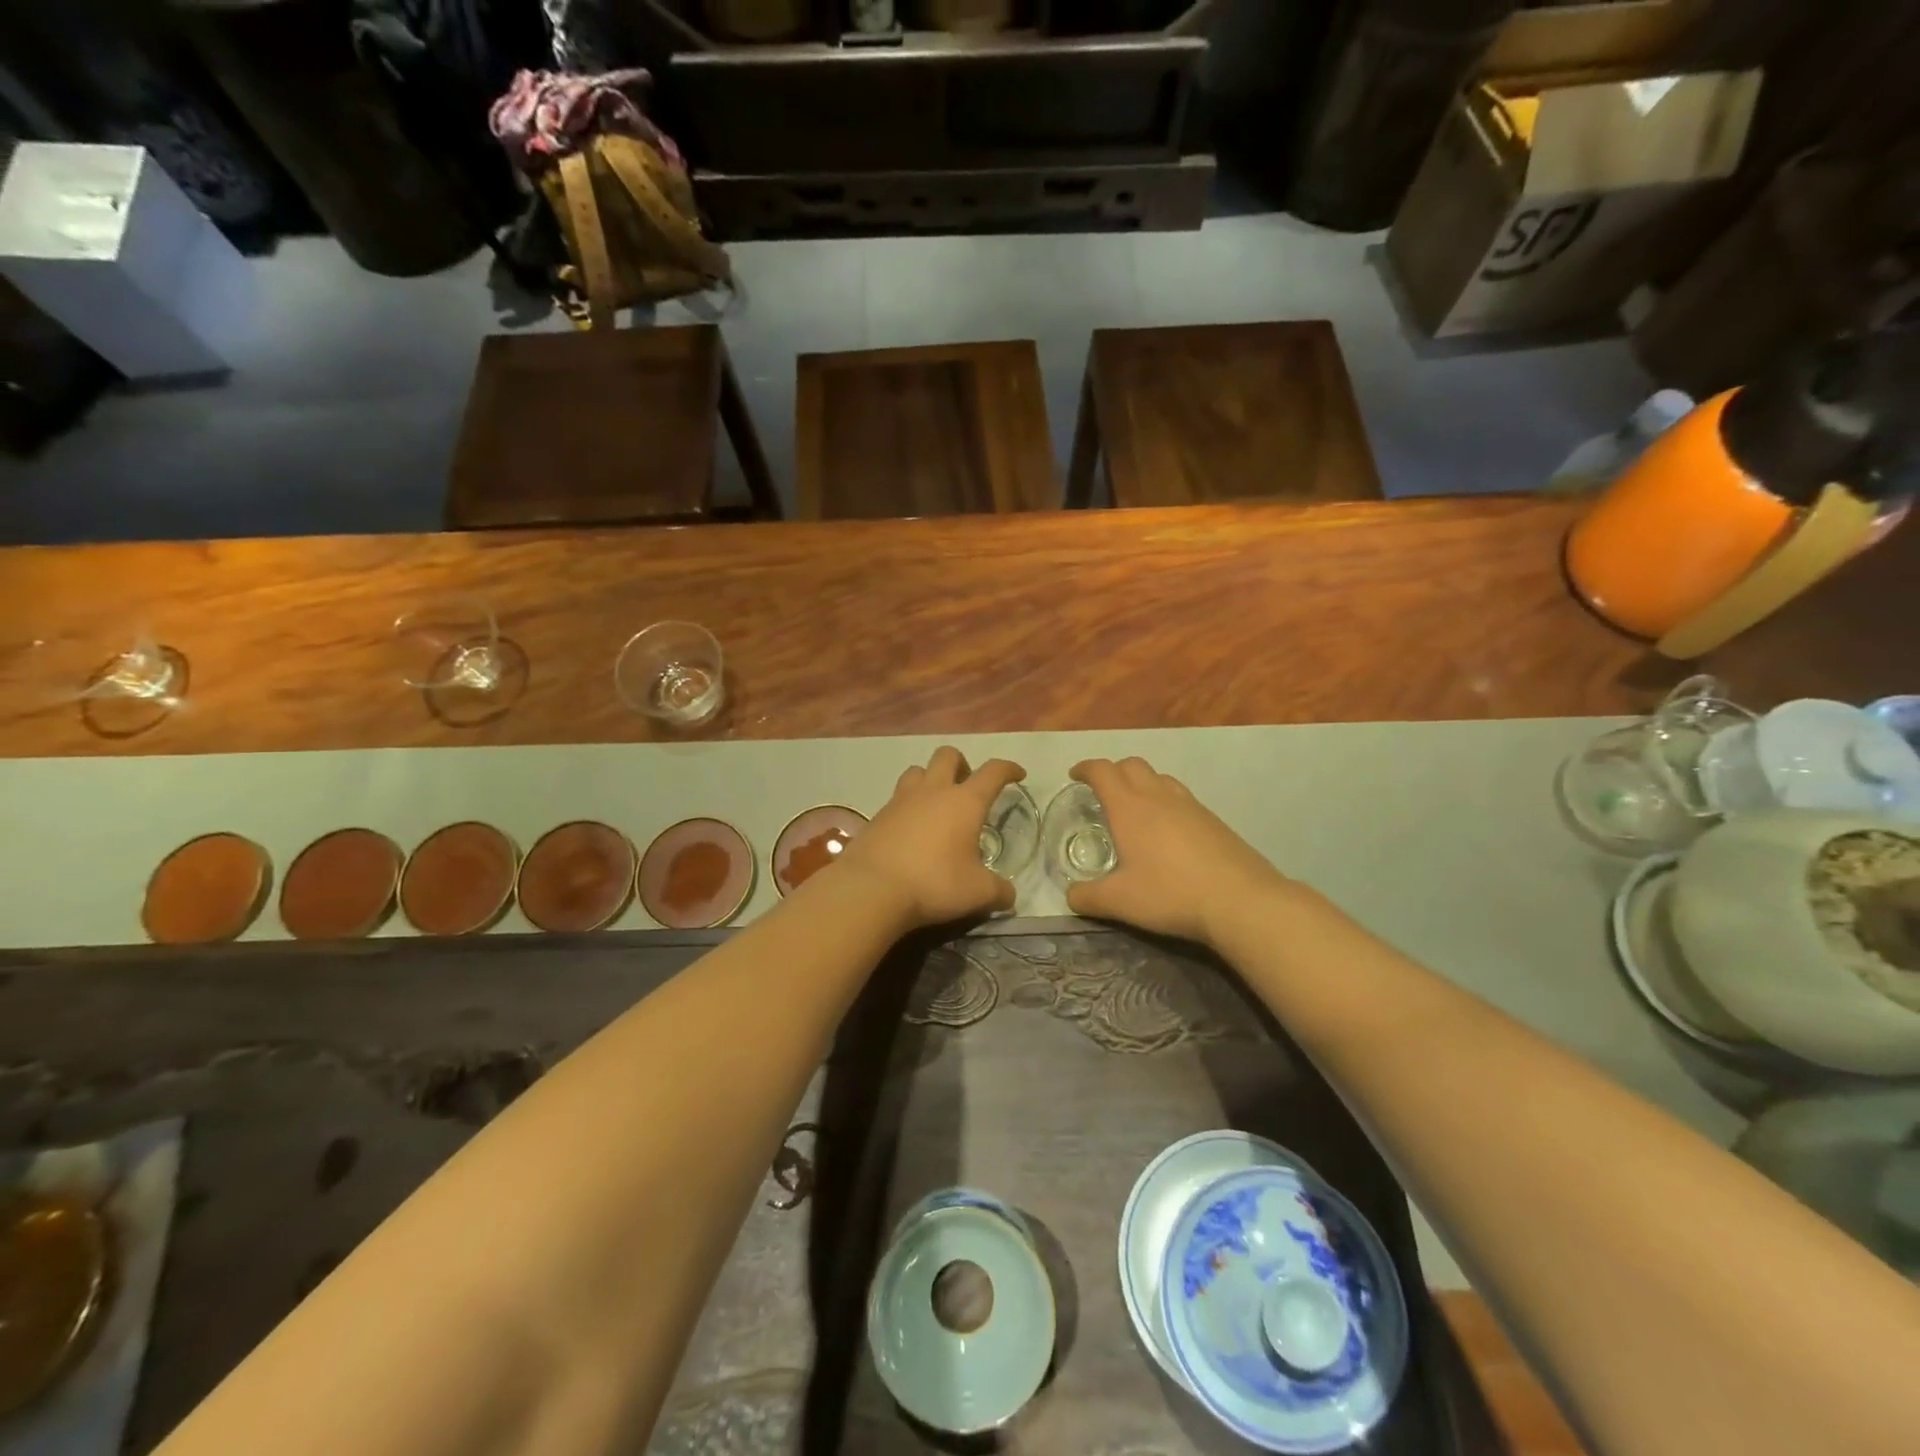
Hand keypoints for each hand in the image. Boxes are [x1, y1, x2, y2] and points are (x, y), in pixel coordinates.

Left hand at [834, 747, 1024, 929]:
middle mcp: (933, 791)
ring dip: (930, 778)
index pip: (993, 772)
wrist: (871, 889)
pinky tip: (911, 829)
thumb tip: (1009, 895)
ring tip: (936, 803)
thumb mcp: (977, 893)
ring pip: (918, 771)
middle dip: (962, 764)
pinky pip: (897, 798)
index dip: (1008, 769)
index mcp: (964, 802)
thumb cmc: (934, 883)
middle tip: (968, 787)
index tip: (1017, 774)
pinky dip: (908, 805)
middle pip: (948, 755)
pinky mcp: (877, 816)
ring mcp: (901, 800)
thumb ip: (999, 891)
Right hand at [1065, 757, 1289, 945]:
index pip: (1103, 771)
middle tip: (1102, 791)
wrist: (1241, 900)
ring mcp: (1190, 805)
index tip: (1075, 775)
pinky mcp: (1213, 819)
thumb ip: (1088, 897)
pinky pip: (1181, 797)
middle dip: (1113, 771)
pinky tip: (1168, 831)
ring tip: (1135, 808)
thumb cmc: (1171, 894)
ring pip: (1160, 778)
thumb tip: (1071, 896)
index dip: (1086, 768)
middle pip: (1132, 765)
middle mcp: (1158, 796)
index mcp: (1129, 807)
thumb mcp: (1120, 902)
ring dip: (1142, 783)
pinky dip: (1165, 801)